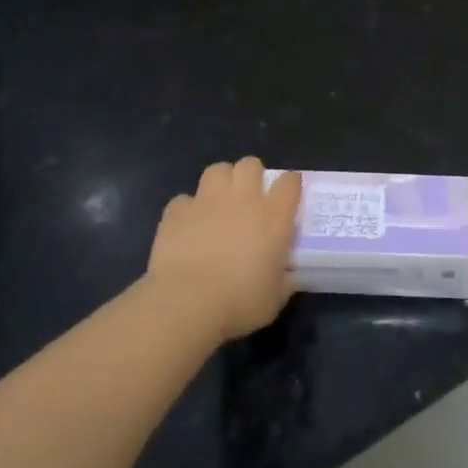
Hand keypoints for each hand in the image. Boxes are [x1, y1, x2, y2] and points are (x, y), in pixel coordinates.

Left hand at [146, 159, 301, 342]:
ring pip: (217, 169)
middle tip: (250, 198)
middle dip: (252, 175)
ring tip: (219, 202)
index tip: (288, 196)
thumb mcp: (274, 299)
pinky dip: (188, 209)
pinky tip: (188, 226)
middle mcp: (242, 199)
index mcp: (273, 217)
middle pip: (250, 164)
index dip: (291, 185)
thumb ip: (284, 280)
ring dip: (221, 182)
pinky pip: (184, 200)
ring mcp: (207, 201)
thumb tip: (289, 276)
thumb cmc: (239, 302)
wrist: (186, 303)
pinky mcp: (177, 211)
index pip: (290, 182)